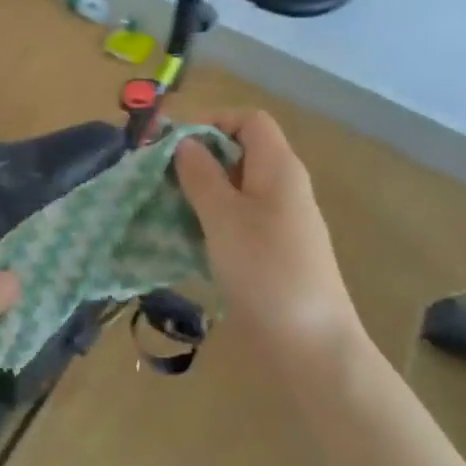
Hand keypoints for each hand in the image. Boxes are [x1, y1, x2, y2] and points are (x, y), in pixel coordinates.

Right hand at [173, 109, 362, 365]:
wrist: (309, 345)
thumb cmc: (265, 271)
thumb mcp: (223, 216)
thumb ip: (200, 175)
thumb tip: (185, 143)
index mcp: (279, 169)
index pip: (249, 121)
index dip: (211, 122)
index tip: (171, 144)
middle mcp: (282, 188)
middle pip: (238, 153)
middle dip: (196, 159)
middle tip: (156, 177)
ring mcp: (279, 222)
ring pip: (233, 189)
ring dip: (197, 192)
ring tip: (162, 207)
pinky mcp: (270, 252)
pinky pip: (235, 220)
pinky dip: (208, 220)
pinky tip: (183, 239)